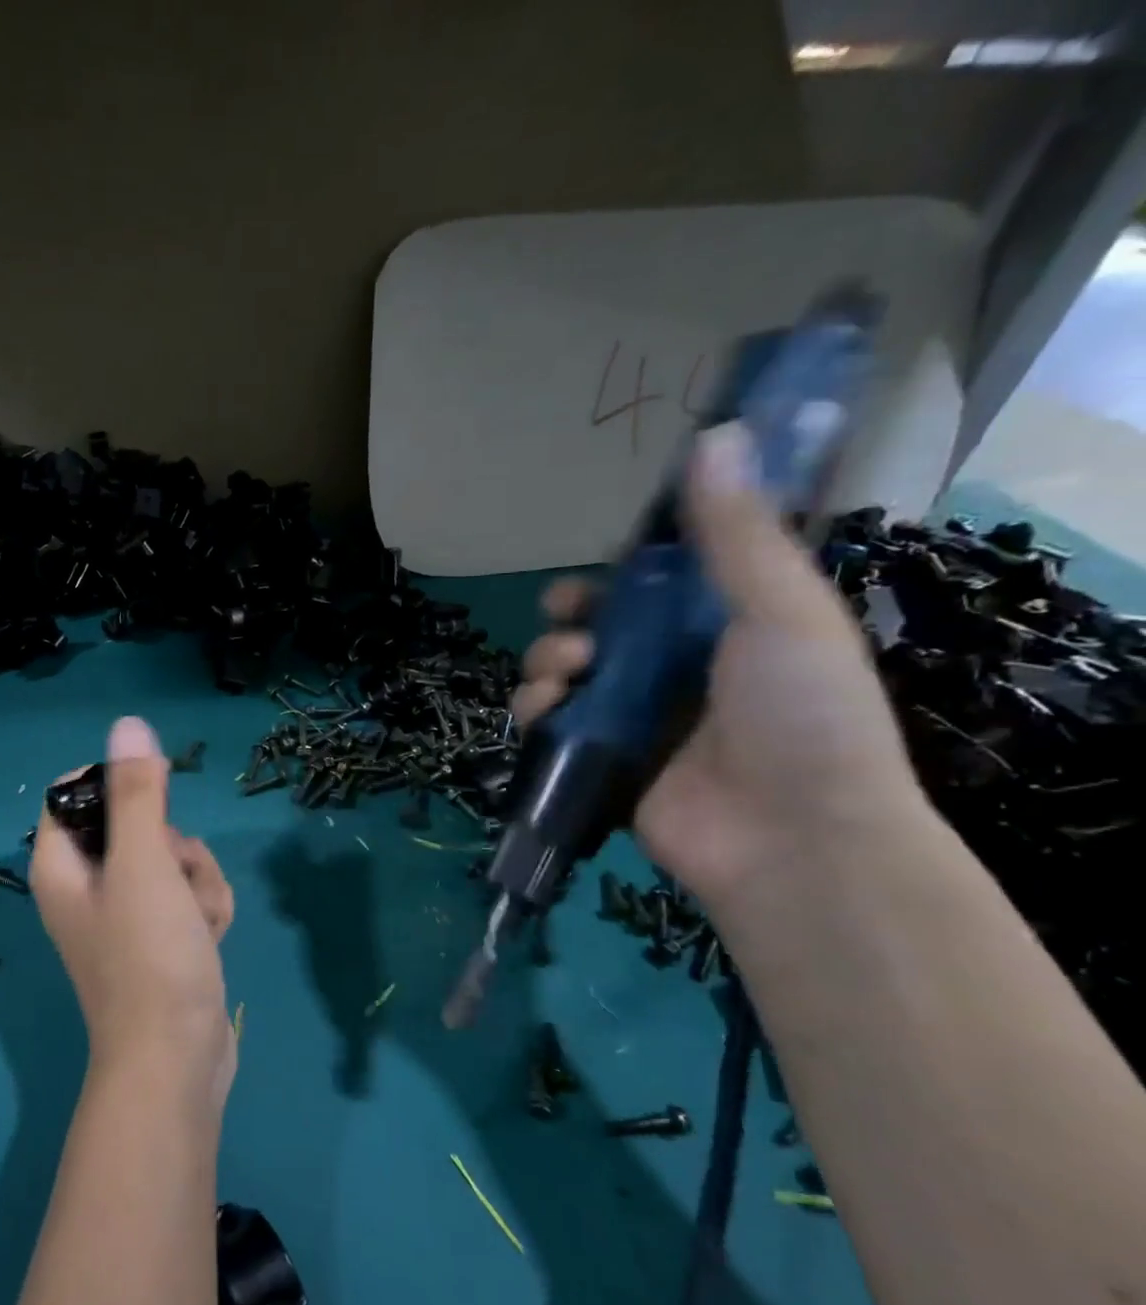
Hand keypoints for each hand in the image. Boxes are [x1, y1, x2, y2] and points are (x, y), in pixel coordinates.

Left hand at [31, 718, 236, 1106]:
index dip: (116, 784)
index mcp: (61, 864)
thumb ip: (136, 793)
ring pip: (172, 857)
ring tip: (198, 920)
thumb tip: (127, 725)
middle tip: (176, 874)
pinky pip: (187, 893)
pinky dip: (204, 907)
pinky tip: (210, 938)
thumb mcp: (144, 864)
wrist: (177, 1061)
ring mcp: (125, 912)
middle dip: (174, 843)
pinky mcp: (160, 935)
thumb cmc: (149, 957)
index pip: (74, 791)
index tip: (155, 795)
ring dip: (198, 879)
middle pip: (135, 822)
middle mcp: (86, 884)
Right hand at [512, 423, 928, 909]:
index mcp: (721, 628)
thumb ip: (736, 533)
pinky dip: (536, 709)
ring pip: (562, 671)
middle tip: (570, 618)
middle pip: (597, 626)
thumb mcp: (779, 608)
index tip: (603, 562)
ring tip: (568, 669)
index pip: (656, 585)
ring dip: (548, 658)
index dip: (621, 568)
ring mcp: (632, 718)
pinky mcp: (598, 761)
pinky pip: (548, 723)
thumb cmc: (803, 714)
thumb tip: (719, 432)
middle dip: (570, 616)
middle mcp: (672, 670)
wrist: (794, 838)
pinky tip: (547, 706)